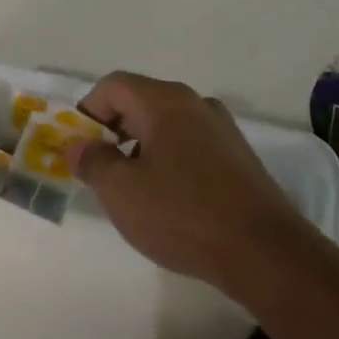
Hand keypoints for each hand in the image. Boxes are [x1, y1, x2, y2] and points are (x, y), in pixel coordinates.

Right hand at [67, 72, 321, 298]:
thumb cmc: (182, 214)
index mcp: (165, 102)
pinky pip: (190, 144)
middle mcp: (196, 104)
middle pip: (141, 102)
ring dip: (139, 146)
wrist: (263, 251)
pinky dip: (167, 159)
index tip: (77, 146)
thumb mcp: (121, 191)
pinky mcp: (238, 157)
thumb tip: (75, 143)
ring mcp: (222, 129)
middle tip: (97, 168)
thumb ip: (92, 161)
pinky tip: (166, 197)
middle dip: (112, 130)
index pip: (114, 86)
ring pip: (166, 125)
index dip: (87, 110)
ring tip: (130, 187)